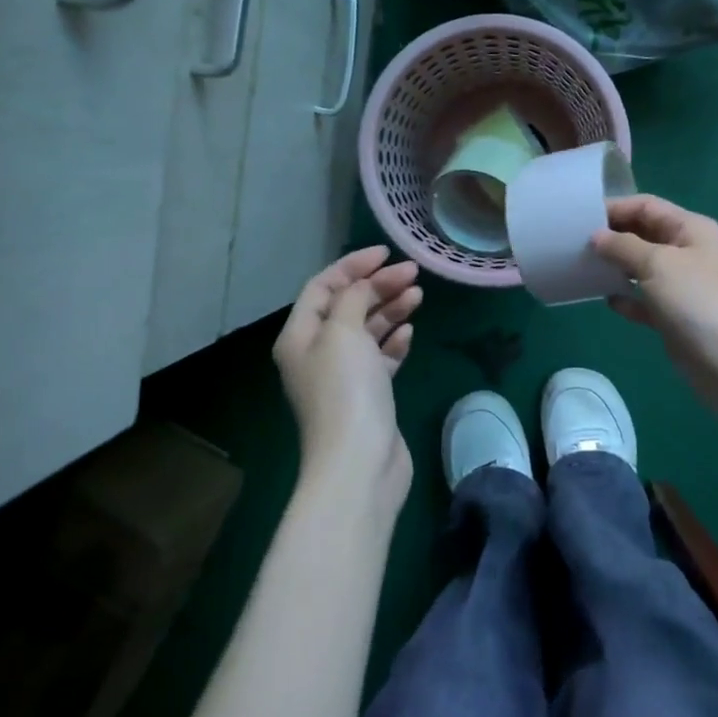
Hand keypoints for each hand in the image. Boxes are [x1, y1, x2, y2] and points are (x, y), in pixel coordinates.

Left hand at [273, 247, 422, 520]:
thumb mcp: (343, 332)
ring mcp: (343, 377)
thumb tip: (363, 285)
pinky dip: (394, 342)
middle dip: (378, 286)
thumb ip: (353, 298)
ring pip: (367, 331)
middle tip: (413, 274)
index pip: (323, 287)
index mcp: (300, 336)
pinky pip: (380, 358)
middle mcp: (317, 353)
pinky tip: (410, 332)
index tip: (387, 254)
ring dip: (390, 310)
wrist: (359, 462)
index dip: (352, 265)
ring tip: (418, 296)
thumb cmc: (345, 390)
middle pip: (347, 306)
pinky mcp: (368, 396)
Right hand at [592, 195, 717, 431]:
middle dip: (611, 237)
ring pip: (640, 268)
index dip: (614, 208)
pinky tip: (606, 300)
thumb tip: (596, 237)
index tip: (578, 218)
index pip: (646, 206)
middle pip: (642, 234)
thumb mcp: (658, 264)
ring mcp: (681, 287)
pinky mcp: (674, 318)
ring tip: (581, 268)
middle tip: (572, 244)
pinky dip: (626, 298)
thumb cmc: (698, 302)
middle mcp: (686, 252)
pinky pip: (643, 301)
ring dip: (614, 267)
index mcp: (690, 229)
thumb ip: (623, 246)